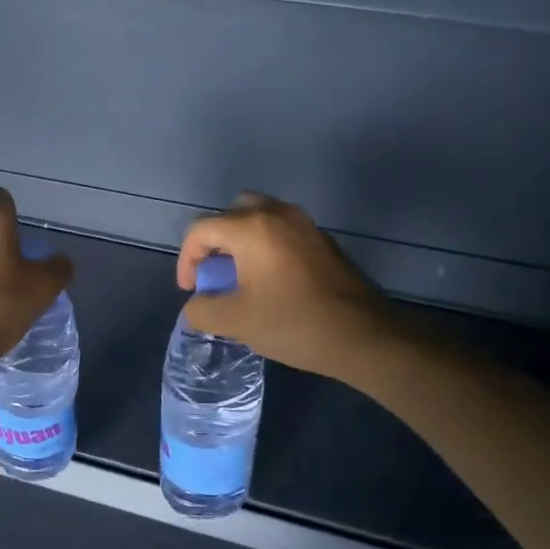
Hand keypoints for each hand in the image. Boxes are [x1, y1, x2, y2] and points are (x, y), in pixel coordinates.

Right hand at [176, 194, 399, 377]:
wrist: (363, 335)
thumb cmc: (292, 323)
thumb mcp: (234, 321)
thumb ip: (201, 310)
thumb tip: (197, 305)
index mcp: (251, 227)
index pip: (201, 229)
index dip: (186, 259)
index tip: (191, 290)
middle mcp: (278, 214)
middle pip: (231, 213)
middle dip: (214, 242)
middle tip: (213, 273)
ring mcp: (305, 225)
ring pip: (260, 219)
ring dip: (240, 243)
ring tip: (238, 278)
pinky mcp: (323, 241)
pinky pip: (282, 232)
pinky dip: (265, 248)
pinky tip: (269, 283)